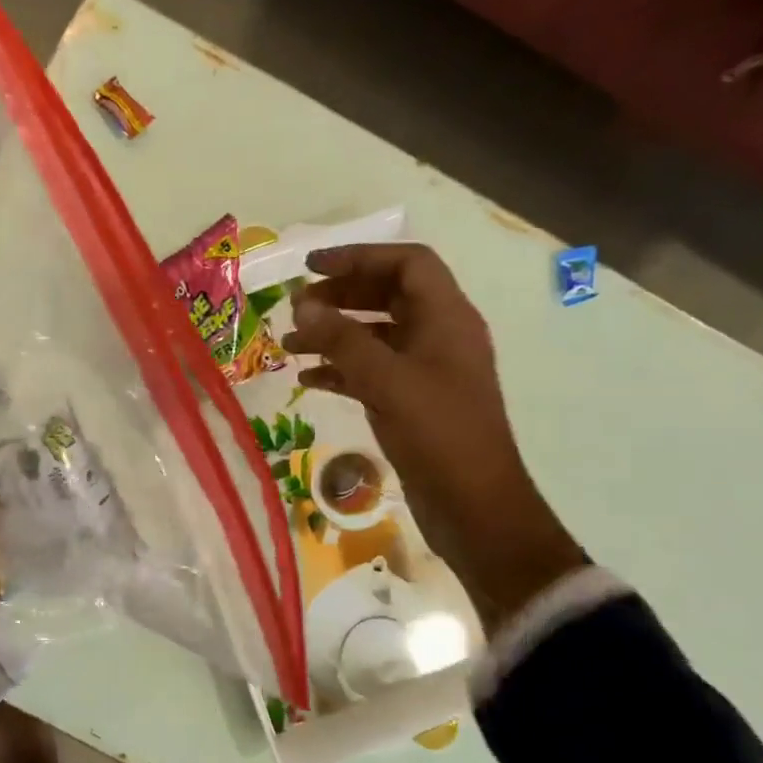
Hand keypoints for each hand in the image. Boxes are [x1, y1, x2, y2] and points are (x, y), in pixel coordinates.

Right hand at [280, 242, 585, 632]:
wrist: (473, 504)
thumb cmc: (438, 433)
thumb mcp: (387, 381)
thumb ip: (343, 341)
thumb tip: (304, 306)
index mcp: (447, 318)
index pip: (407, 264)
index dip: (360, 257)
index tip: (311, 267)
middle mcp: (438, 336)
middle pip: (387, 297)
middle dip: (340, 297)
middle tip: (295, 308)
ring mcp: (425, 371)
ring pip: (374, 337)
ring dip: (333, 336)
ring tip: (289, 346)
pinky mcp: (411, 403)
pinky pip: (370, 372)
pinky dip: (339, 371)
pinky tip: (307, 381)